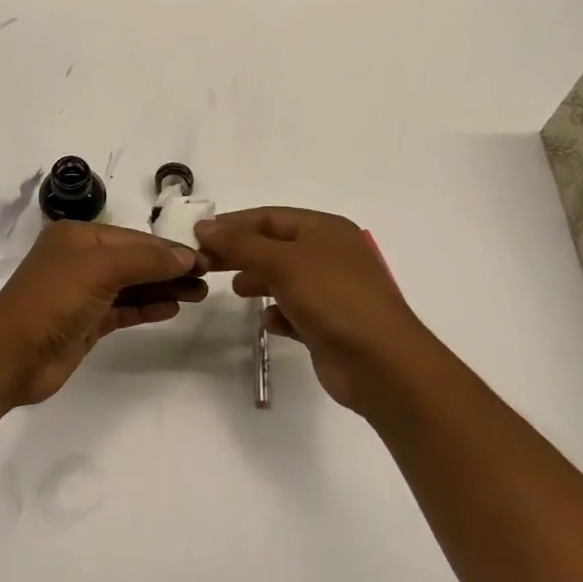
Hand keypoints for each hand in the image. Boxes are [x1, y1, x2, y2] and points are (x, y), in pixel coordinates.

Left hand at [0, 222, 208, 406]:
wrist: (11, 356)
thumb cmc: (54, 300)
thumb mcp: (100, 270)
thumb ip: (145, 260)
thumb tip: (186, 256)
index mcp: (77, 237)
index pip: (133, 238)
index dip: (168, 248)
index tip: (205, 258)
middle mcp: (79, 260)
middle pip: (134, 260)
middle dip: (170, 268)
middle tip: (209, 278)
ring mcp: (83, 293)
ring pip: (131, 285)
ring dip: (163, 287)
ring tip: (200, 294)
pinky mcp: (86, 322)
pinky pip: (123, 309)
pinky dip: (147, 307)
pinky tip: (172, 308)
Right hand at [196, 208, 430, 409]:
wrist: (382, 364)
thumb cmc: (333, 298)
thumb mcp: (282, 262)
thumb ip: (240, 244)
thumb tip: (204, 226)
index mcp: (326, 230)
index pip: (270, 217)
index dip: (234, 224)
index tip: (199, 235)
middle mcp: (331, 255)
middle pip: (275, 246)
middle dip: (242, 253)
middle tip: (206, 263)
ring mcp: (333, 291)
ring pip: (284, 278)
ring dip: (259, 281)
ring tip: (237, 290)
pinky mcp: (330, 325)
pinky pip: (295, 311)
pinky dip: (279, 313)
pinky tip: (269, 322)